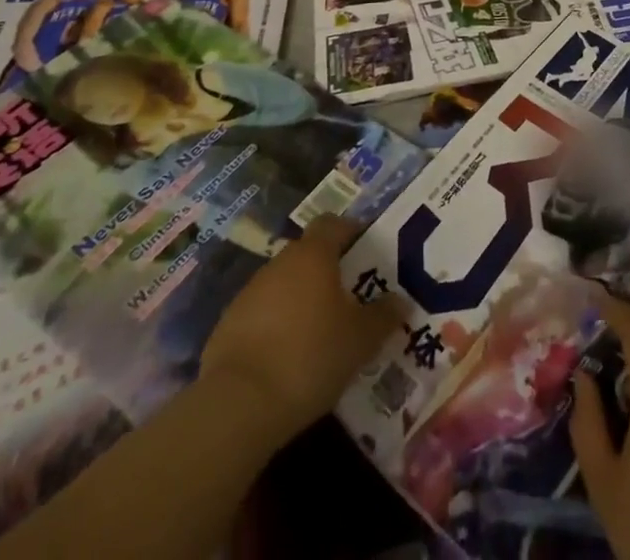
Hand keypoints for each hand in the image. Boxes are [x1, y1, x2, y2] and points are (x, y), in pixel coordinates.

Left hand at [197, 215, 405, 444]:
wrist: (238, 405)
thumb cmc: (310, 356)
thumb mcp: (360, 340)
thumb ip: (384, 316)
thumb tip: (402, 301)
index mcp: (313, 255)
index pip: (332, 224)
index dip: (350, 231)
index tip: (366, 249)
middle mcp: (280, 263)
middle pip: (307, 255)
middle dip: (327, 271)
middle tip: (349, 299)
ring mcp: (249, 293)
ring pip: (283, 285)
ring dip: (300, 300)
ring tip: (319, 333)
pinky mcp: (227, 326)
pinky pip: (261, 315)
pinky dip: (275, 327)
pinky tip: (286, 358)